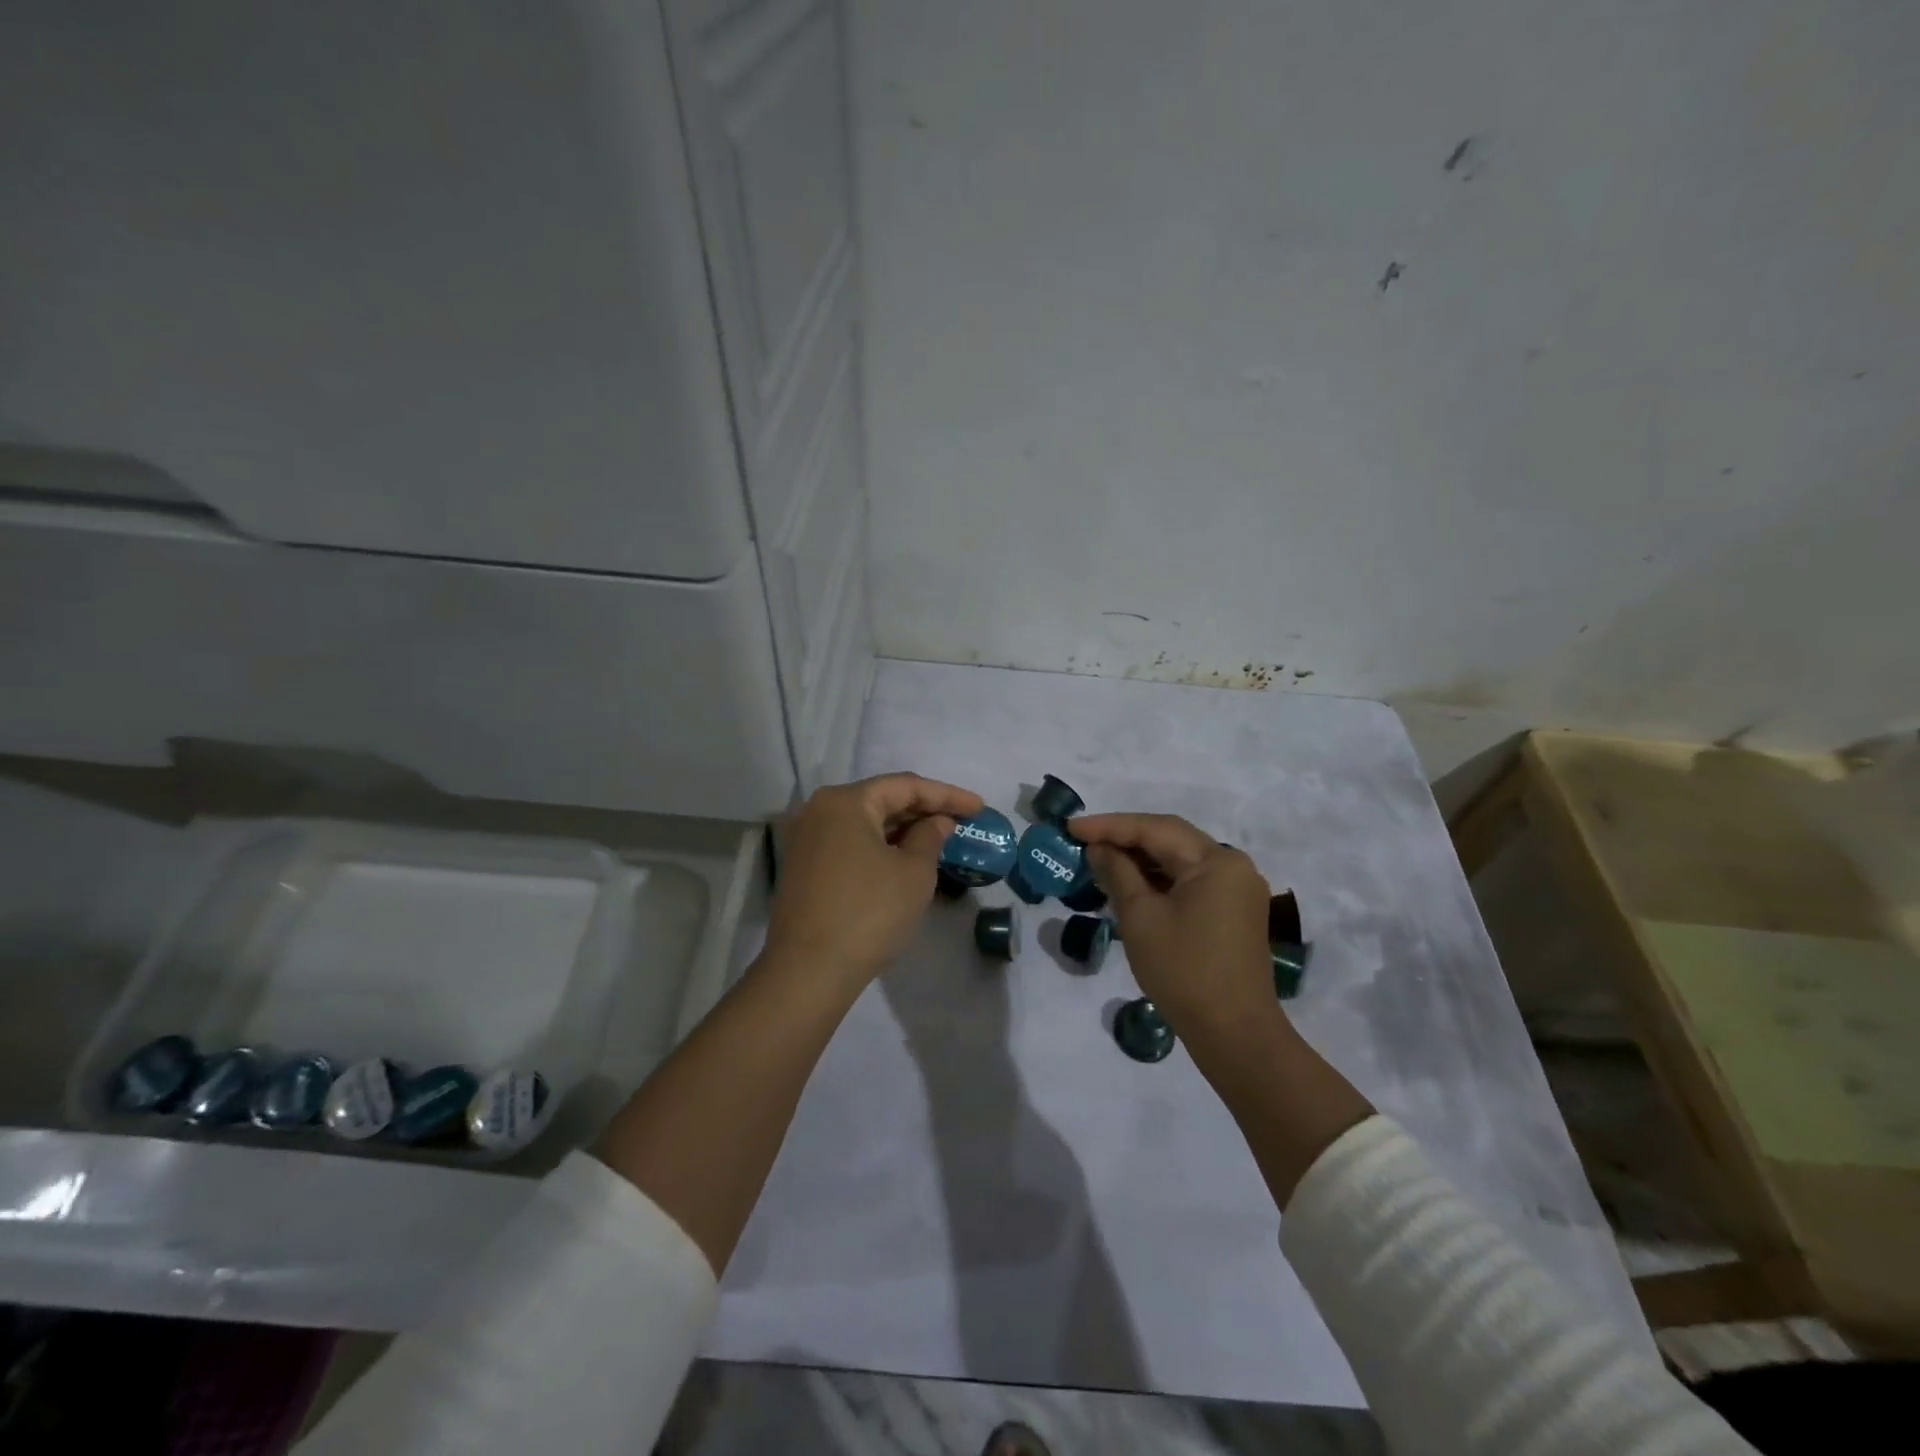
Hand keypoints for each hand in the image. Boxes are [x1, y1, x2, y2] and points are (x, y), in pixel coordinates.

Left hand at [766, 772, 984, 994]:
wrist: (808, 971)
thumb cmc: (869, 912)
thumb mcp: (913, 872)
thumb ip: (930, 837)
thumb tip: (937, 822)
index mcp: (845, 801)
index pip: (905, 786)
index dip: (947, 795)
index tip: (979, 807)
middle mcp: (819, 810)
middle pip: (882, 800)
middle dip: (924, 810)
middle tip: (962, 821)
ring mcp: (807, 839)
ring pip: (865, 823)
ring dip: (903, 829)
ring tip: (940, 838)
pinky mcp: (804, 867)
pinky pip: (851, 843)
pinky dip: (880, 846)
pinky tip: (905, 858)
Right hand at [1071, 813, 1275, 1041]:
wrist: (1233, 1034)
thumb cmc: (1183, 971)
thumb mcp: (1140, 917)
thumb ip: (1118, 873)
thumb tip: (1099, 848)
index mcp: (1216, 861)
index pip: (1155, 829)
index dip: (1109, 825)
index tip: (1071, 827)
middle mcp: (1233, 866)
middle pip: (1171, 839)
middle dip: (1124, 838)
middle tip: (1082, 839)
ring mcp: (1237, 890)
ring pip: (1180, 861)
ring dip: (1140, 859)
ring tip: (1098, 859)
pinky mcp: (1234, 912)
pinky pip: (1190, 882)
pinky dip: (1159, 880)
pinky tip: (1129, 884)